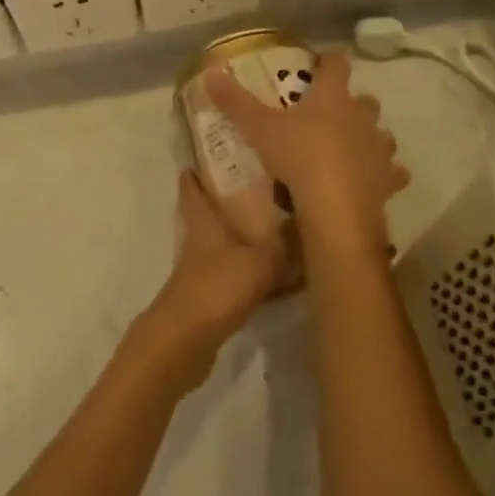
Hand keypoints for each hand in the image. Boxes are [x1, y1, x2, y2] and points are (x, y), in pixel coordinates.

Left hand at [148, 171, 290, 358]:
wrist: (186, 341)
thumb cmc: (217, 287)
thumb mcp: (260, 260)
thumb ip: (285, 242)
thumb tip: (308, 218)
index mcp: (203, 222)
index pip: (192, 187)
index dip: (197, 171)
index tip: (210, 154)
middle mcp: (199, 242)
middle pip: (211, 215)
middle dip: (230, 203)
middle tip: (260, 189)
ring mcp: (202, 272)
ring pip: (226, 247)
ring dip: (246, 241)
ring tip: (281, 230)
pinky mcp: (211, 299)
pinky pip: (238, 277)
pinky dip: (256, 275)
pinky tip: (283, 279)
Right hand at [208, 50, 408, 253]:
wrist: (336, 209)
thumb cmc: (298, 158)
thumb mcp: (259, 129)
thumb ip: (235, 102)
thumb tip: (211, 73)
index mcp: (332, 97)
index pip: (337, 64)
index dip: (329, 60)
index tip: (320, 63)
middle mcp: (362, 117)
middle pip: (365, 100)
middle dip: (351, 103)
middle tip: (329, 113)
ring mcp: (379, 148)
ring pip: (381, 135)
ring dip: (369, 137)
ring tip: (350, 148)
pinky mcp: (388, 179)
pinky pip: (392, 172)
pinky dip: (383, 174)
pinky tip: (371, 181)